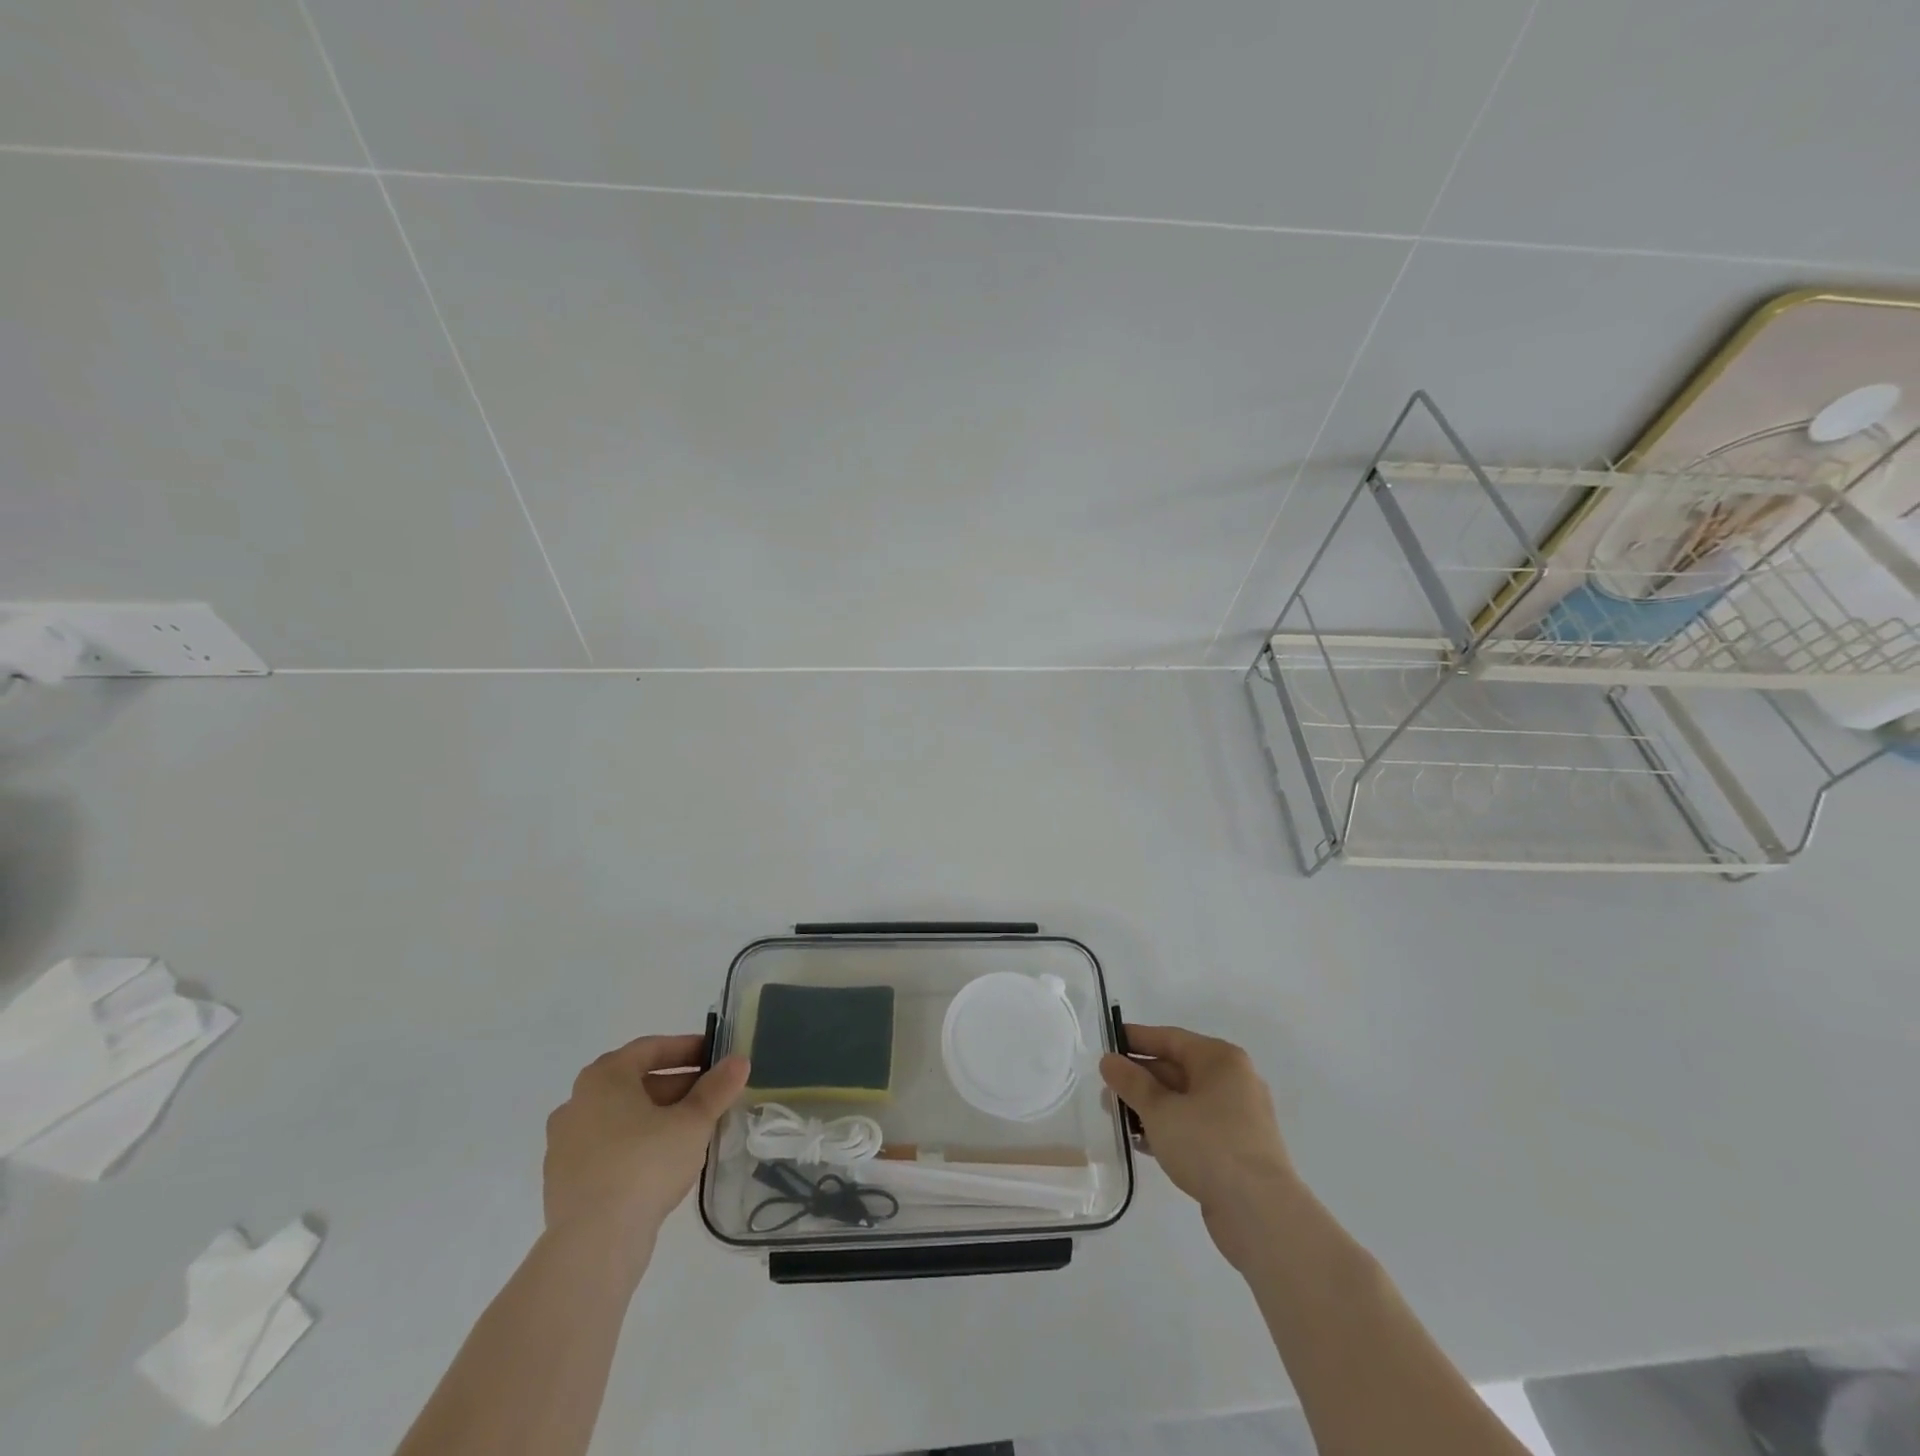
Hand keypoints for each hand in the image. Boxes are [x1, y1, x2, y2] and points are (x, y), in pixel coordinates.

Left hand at [543, 1035, 750, 1264]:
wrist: (593, 1245)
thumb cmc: (645, 1165)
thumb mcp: (693, 1122)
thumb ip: (717, 1088)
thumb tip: (739, 1061)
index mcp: (603, 1078)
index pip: (650, 1049)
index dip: (686, 1049)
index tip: (714, 1057)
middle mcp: (576, 1102)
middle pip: (635, 1082)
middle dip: (676, 1086)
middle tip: (710, 1096)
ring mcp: (564, 1144)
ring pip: (621, 1117)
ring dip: (656, 1117)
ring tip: (691, 1131)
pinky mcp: (563, 1181)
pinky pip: (607, 1148)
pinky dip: (635, 1144)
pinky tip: (662, 1163)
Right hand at [1100, 1024, 1295, 1268]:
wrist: (1260, 1214)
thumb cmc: (1208, 1145)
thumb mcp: (1160, 1110)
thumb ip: (1131, 1083)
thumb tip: (1109, 1061)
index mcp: (1220, 1060)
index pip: (1170, 1038)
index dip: (1136, 1040)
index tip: (1106, 1044)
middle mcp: (1233, 1081)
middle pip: (1177, 1069)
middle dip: (1140, 1079)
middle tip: (1105, 1089)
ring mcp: (1237, 1117)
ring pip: (1184, 1101)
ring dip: (1150, 1107)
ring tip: (1116, 1118)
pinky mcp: (1236, 1150)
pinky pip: (1195, 1127)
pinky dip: (1169, 1129)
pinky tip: (1141, 1142)